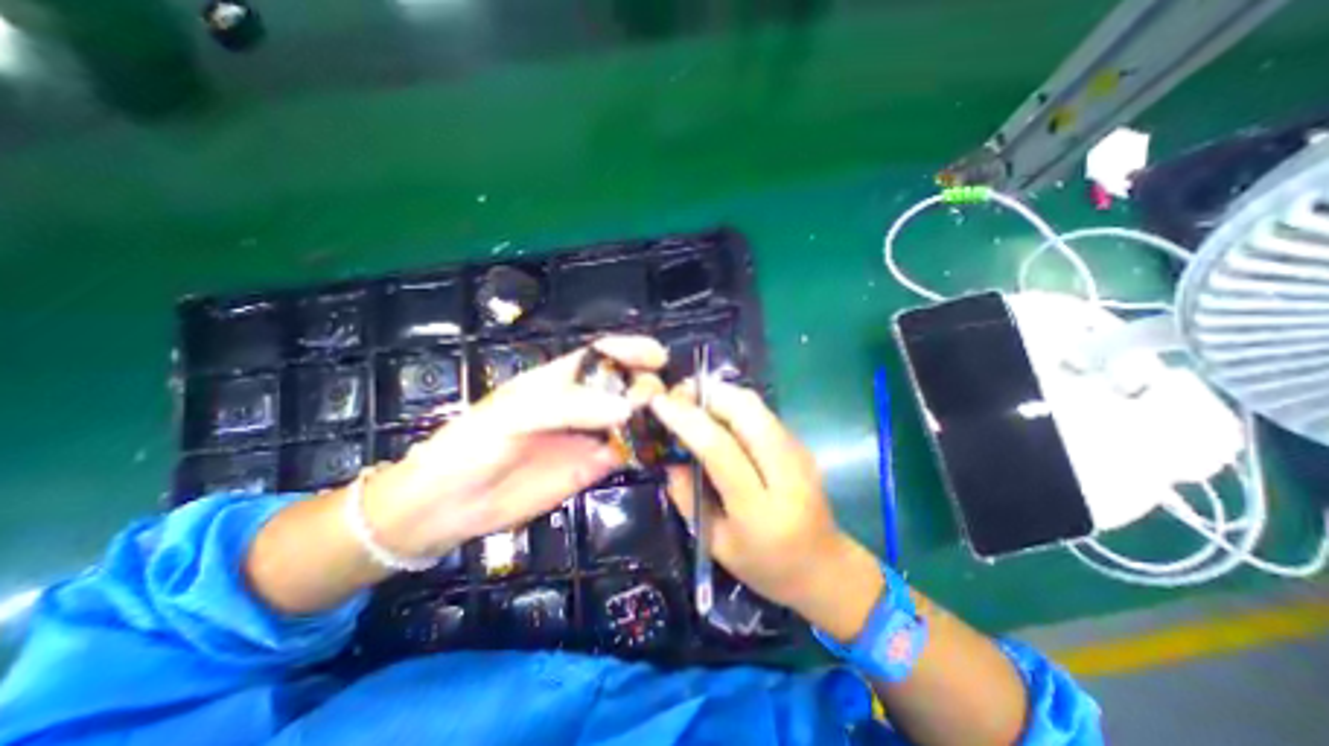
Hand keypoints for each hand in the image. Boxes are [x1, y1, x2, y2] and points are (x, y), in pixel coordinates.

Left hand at [360, 335, 665, 559]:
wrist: (454, 503)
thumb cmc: (475, 444)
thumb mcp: (516, 414)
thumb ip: (571, 407)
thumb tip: (626, 407)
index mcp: (561, 379)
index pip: (603, 354)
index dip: (631, 350)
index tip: (658, 357)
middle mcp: (581, 403)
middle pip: (625, 384)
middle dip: (646, 386)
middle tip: (656, 401)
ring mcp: (590, 434)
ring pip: (632, 418)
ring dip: (653, 417)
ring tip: (673, 421)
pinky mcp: (593, 465)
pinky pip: (627, 451)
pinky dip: (646, 447)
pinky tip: (660, 448)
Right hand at [654, 383, 886, 636]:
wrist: (825, 568)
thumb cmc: (765, 566)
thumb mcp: (715, 543)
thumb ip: (687, 499)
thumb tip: (670, 458)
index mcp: (759, 509)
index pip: (720, 448)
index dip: (686, 419)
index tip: (660, 402)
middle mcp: (785, 472)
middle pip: (746, 411)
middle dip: (707, 394)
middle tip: (678, 395)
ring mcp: (799, 453)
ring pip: (757, 405)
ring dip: (721, 394)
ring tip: (693, 401)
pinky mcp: (802, 444)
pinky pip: (763, 412)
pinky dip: (735, 404)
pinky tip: (718, 416)